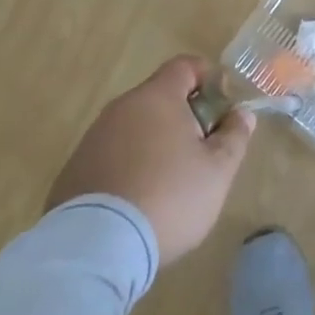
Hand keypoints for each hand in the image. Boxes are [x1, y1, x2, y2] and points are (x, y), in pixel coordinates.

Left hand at [45, 56, 255, 263]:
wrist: (95, 248)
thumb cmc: (169, 197)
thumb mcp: (218, 170)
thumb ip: (234, 136)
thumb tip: (241, 114)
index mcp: (157, 97)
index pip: (185, 66)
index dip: (209, 78)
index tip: (222, 107)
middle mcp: (121, 108)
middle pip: (159, 97)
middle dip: (184, 116)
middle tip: (201, 151)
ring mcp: (92, 139)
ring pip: (134, 127)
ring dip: (154, 143)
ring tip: (169, 182)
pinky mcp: (73, 170)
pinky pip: (111, 156)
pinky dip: (128, 167)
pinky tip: (137, 201)